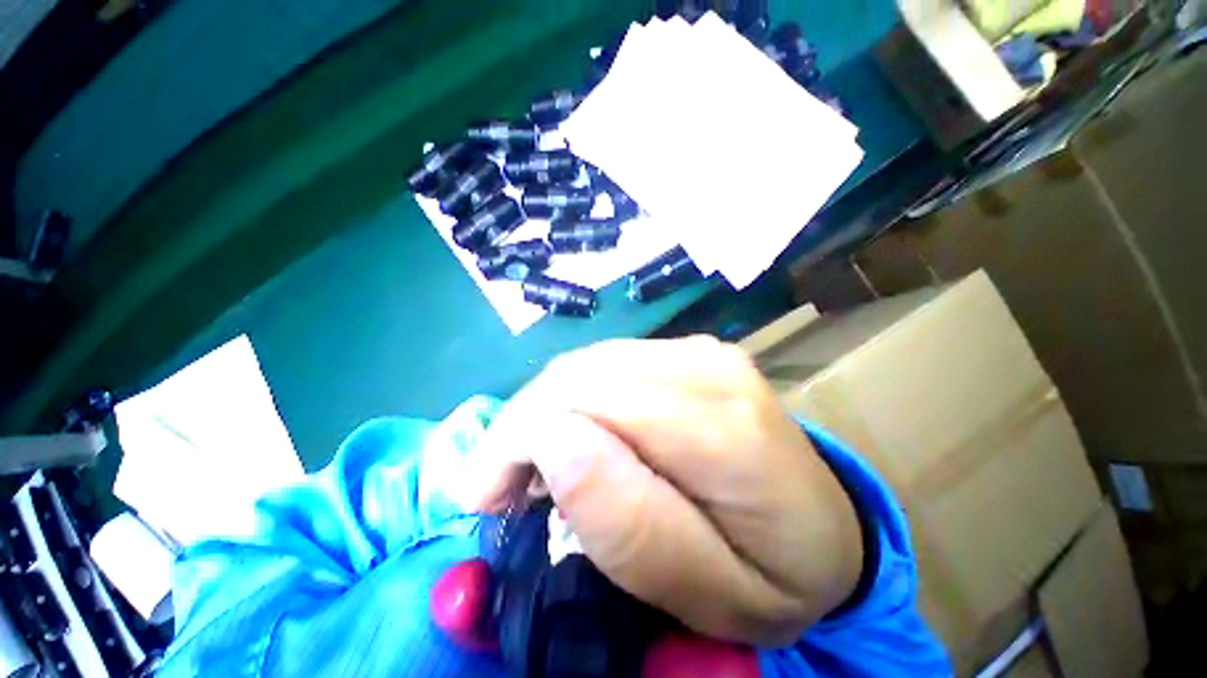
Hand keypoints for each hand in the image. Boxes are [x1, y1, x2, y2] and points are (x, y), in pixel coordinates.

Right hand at [462, 337, 862, 646]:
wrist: (826, 526)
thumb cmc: (775, 575)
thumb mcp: (711, 594)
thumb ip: (631, 522)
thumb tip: (553, 441)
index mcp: (727, 433)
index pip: (594, 404)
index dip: (521, 439)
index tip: (483, 494)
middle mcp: (710, 370)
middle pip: (584, 376)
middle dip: (522, 424)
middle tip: (496, 483)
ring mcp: (702, 352)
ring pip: (589, 364)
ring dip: (544, 410)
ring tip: (529, 463)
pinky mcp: (691, 351)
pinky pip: (608, 362)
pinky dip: (573, 397)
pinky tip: (572, 431)